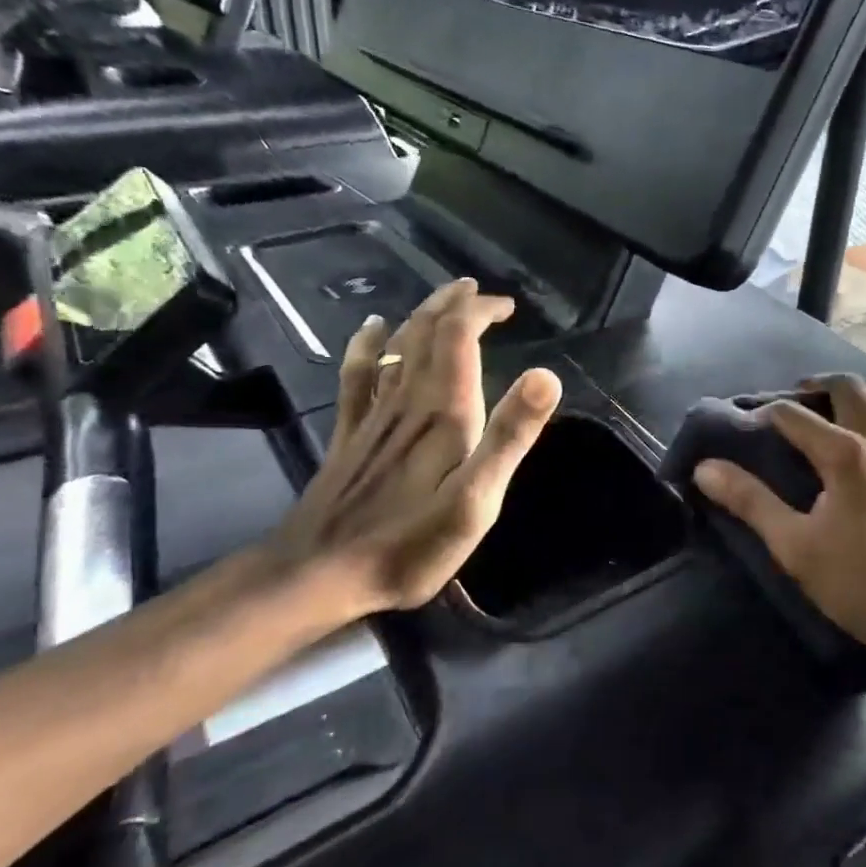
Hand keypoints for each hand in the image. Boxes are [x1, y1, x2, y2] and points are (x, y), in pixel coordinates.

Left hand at [267, 279, 562, 615]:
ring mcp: (373, 414)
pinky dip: (368, 344)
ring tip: (443, 300)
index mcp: (443, 410)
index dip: (480, 311)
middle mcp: (407, 399)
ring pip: (396, 345)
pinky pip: (358, 374)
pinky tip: (372, 329)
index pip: (459, 335)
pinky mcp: (350, 433)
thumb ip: (510, 436)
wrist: (319, 574)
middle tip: (479, 292)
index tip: (507, 307)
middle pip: (426, 331)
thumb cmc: (410, 544)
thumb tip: (546, 375)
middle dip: (454, 305)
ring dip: (421, 315)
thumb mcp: (477, 499)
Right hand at [692, 375, 865, 717]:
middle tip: (799, 400)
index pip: (795, 415)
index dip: (767, 414)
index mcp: (844, 455)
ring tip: (845, 414)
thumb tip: (706, 468)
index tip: (750, 426)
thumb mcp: (795, 548)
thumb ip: (751, 502)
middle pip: (851, 389)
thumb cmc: (862, 584)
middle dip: (819, 386)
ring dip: (865, 399)